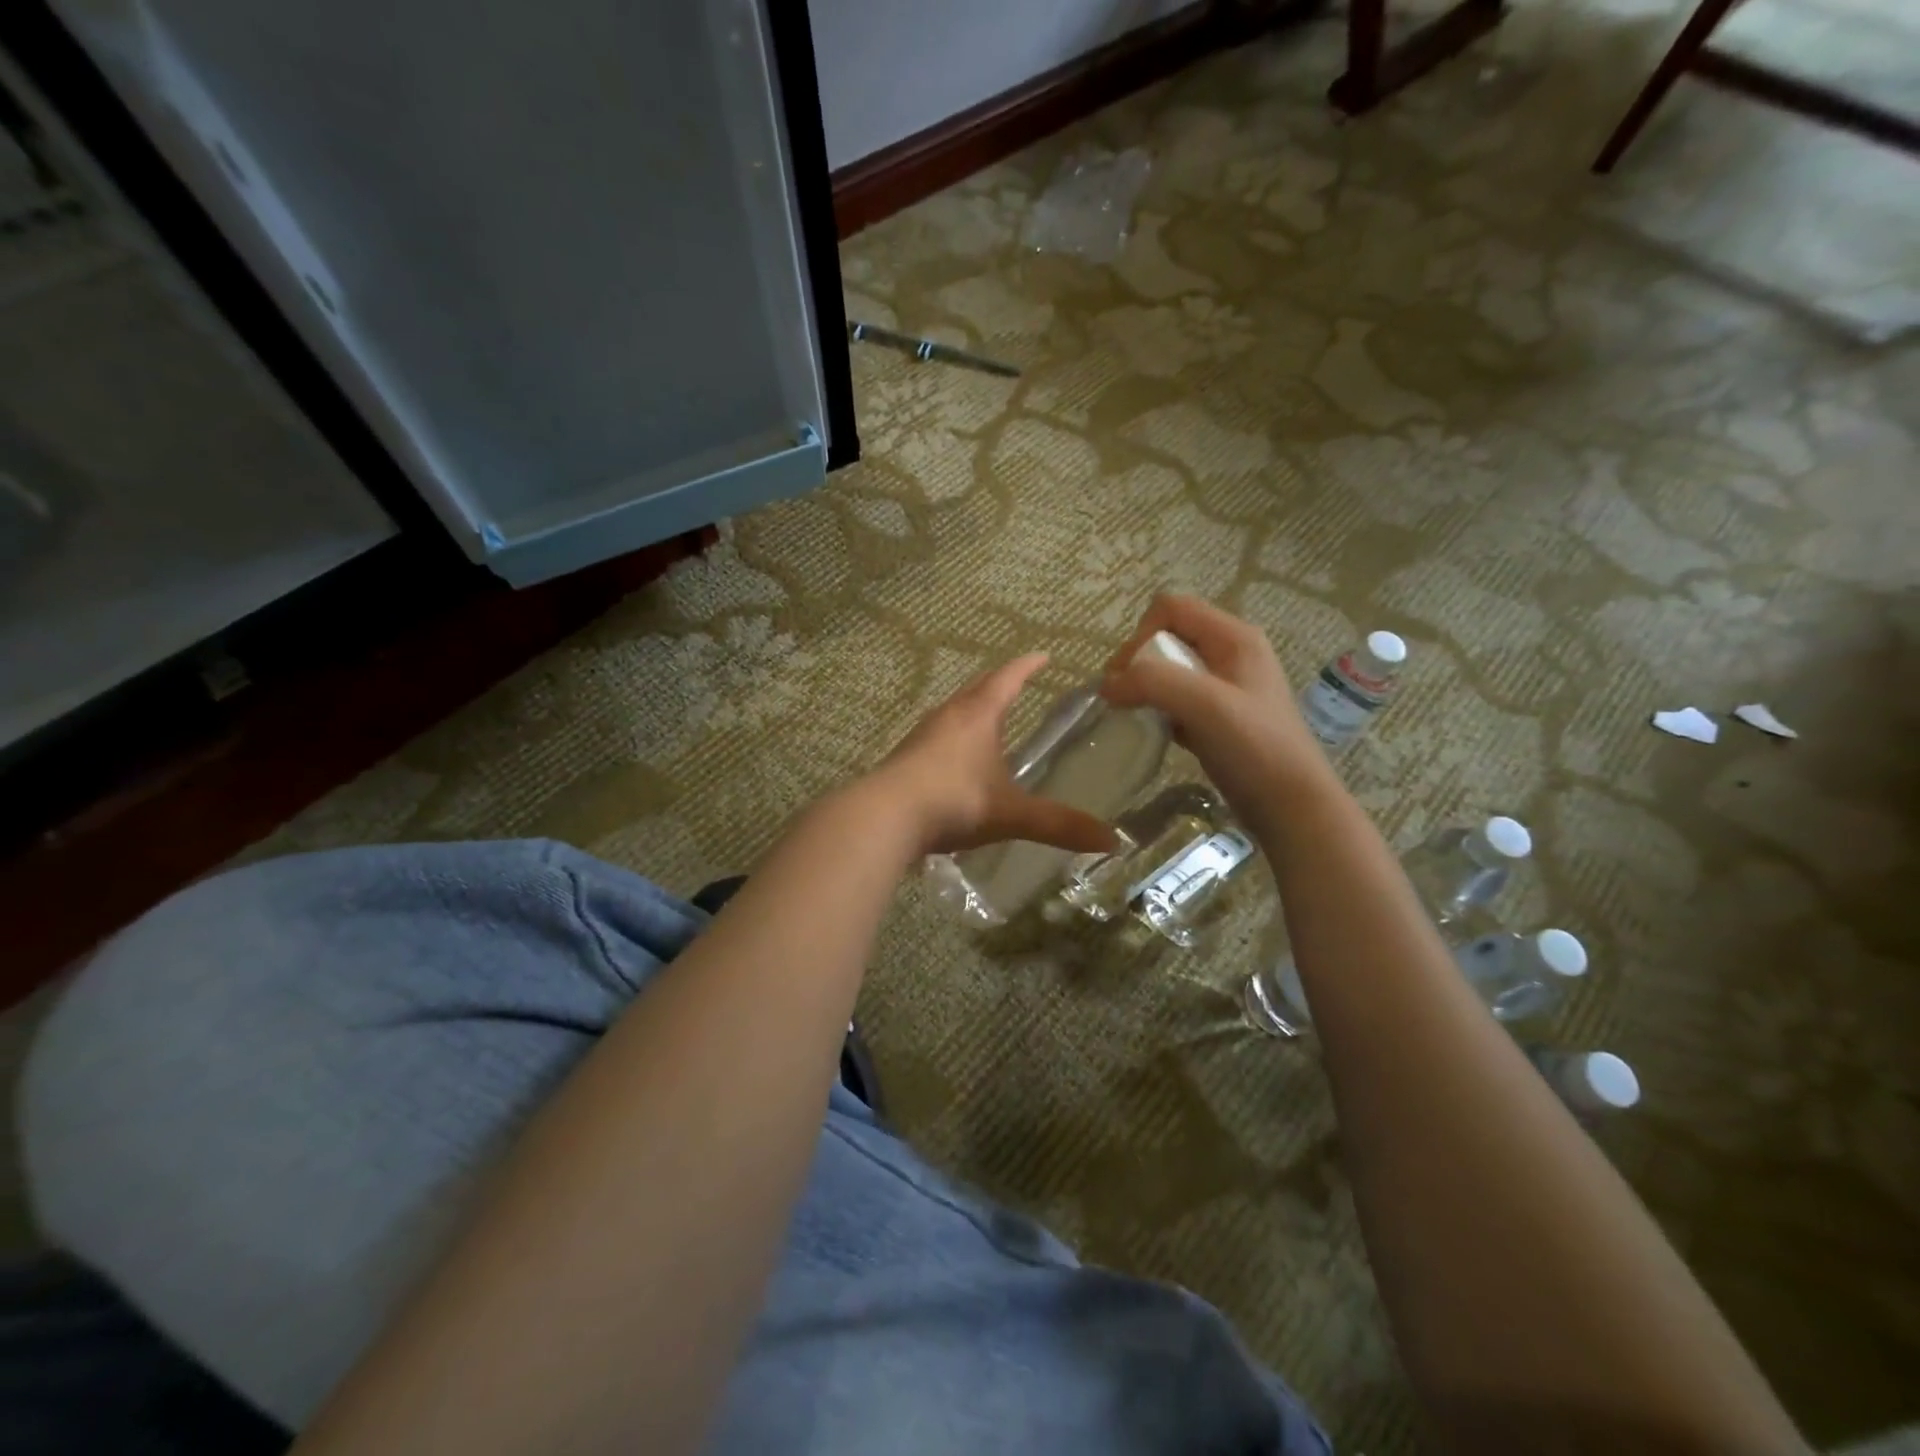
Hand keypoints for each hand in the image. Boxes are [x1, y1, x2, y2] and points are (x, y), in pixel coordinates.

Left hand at [866, 653, 1120, 857]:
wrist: (884, 817)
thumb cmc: (954, 802)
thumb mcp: (1012, 814)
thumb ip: (1059, 825)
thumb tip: (1111, 840)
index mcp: (978, 716)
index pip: (1007, 679)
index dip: (1027, 667)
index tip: (1043, 656)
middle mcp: (948, 717)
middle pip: (976, 689)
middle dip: (998, 683)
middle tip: (1016, 680)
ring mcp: (922, 736)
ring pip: (952, 711)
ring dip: (972, 708)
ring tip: (986, 715)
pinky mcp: (904, 758)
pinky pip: (936, 737)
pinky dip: (952, 736)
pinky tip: (954, 757)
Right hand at [1101, 594, 1336, 835]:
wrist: (1292, 807)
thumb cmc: (1256, 749)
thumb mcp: (1206, 706)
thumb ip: (1155, 683)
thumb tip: (1108, 685)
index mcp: (1234, 637)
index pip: (1171, 608)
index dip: (1140, 635)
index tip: (1127, 677)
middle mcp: (1231, 653)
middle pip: (1167, 636)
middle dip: (1139, 663)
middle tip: (1125, 699)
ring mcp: (1226, 686)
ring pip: (1170, 670)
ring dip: (1147, 688)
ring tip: (1138, 716)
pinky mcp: (1219, 716)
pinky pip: (1177, 699)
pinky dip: (1160, 711)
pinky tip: (1161, 734)